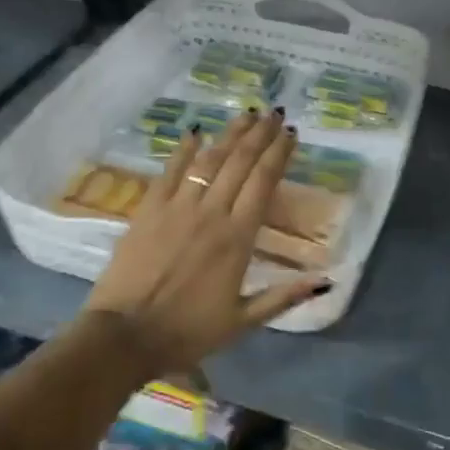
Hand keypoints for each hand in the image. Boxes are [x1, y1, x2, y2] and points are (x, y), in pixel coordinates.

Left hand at [83, 108, 329, 378]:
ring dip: (230, 135)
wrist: (124, 336)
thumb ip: (284, 297)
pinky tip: (195, 132)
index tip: (290, 133)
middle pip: (240, 163)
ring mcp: (177, 208)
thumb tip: (326, 281)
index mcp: (238, 238)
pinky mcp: (148, 210)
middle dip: (260, 135)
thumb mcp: (243, 322)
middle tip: (273, 112)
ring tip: (246, 115)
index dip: (279, 154)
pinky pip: (170, 171)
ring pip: (209, 160)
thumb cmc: (187, 331)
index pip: (263, 183)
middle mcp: (211, 213)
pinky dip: (184, 150)